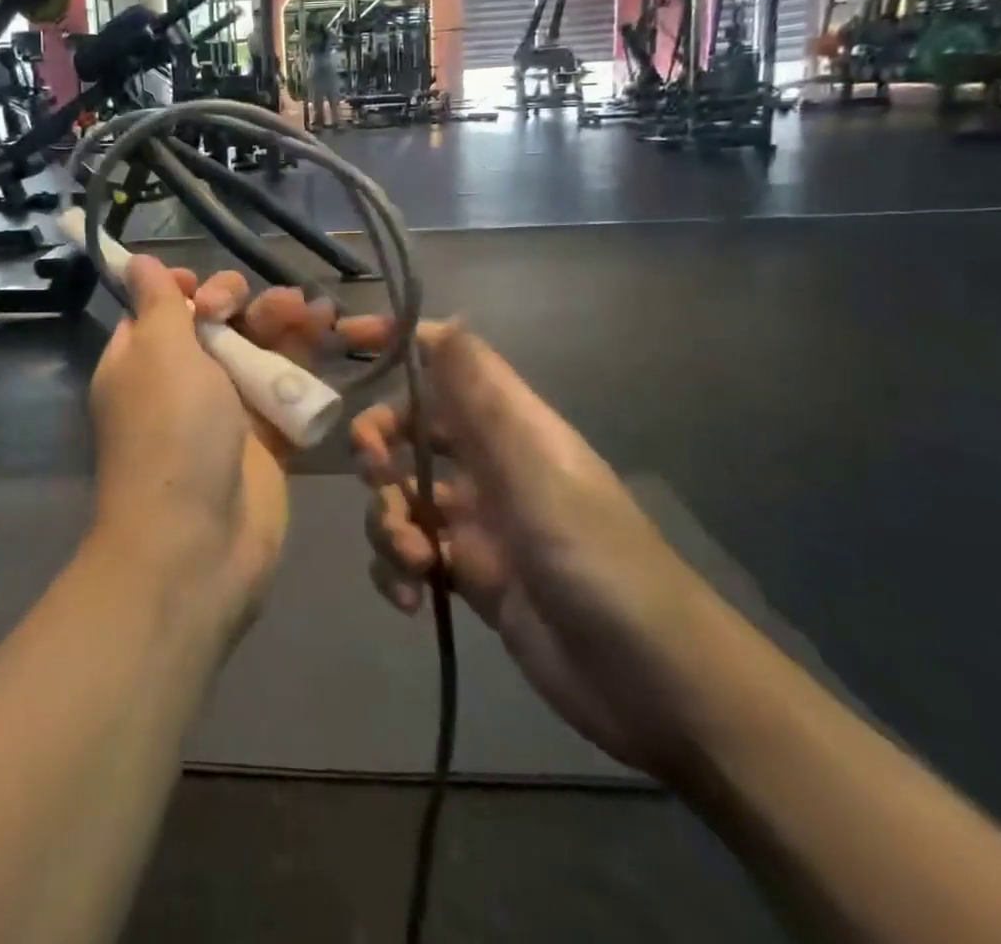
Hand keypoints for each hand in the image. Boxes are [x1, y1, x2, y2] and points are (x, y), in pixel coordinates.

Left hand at [87, 257, 288, 633]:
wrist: (198, 540)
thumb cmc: (170, 431)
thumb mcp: (157, 352)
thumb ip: (157, 302)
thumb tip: (134, 261)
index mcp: (140, 360)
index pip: (162, 309)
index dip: (187, 290)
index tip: (204, 290)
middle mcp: (180, 381)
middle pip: (216, 324)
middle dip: (243, 304)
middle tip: (271, 305)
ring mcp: (224, 411)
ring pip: (256, 350)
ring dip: (283, 323)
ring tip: (313, 309)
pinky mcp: (265, 437)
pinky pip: (285, 386)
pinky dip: (305, 360)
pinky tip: (328, 331)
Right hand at [355, 323, 741, 779]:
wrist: (653, 684)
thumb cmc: (595, 559)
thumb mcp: (535, 471)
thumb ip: (483, 399)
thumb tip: (449, 317)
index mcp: (508, 424)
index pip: (447, 360)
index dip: (399, 342)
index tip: (347, 342)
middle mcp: (487, 463)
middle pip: (408, 428)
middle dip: (377, 445)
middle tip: (375, 472)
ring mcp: (475, 520)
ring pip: (399, 494)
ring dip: (387, 521)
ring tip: (414, 560)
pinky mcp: (467, 573)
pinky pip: (408, 551)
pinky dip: (397, 569)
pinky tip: (412, 597)